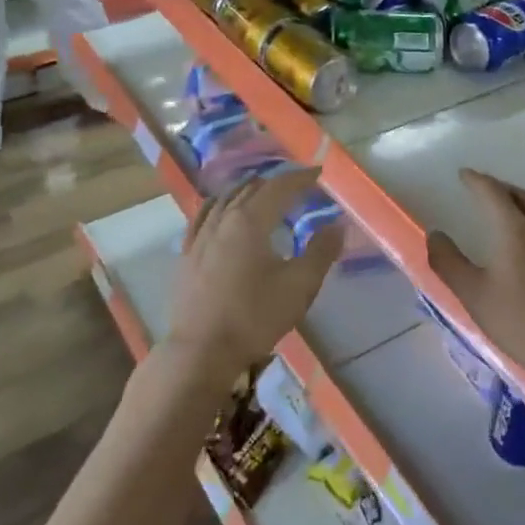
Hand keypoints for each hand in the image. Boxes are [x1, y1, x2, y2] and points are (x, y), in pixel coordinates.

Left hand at [165, 168, 339, 380]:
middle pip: (251, 189)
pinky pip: (202, 217)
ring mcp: (200, 237)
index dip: (301, 178)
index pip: (279, 187)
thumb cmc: (254, 317)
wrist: (201, 351)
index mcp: (250, 221)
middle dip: (276, 183)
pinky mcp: (187, 256)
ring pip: (225, 200)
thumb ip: (321, 252)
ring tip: (262, 191)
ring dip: (248, 191)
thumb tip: (337, 225)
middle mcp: (223, 220)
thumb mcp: (299, 286)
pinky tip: (219, 209)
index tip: (318, 173)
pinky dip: (218, 205)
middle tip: (297, 186)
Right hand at [426, 170, 524, 392]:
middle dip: (501, 189)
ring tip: (515, 208)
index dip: (476, 180)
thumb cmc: (522, 325)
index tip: (465, 174)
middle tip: (486, 190)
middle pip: (521, 196)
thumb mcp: (474, 296)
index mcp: (516, 230)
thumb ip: (448, 262)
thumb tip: (435, 234)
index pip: (492, 192)